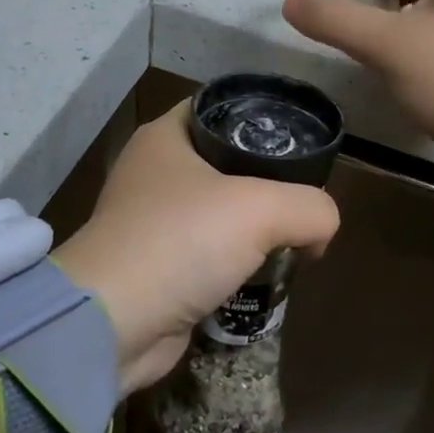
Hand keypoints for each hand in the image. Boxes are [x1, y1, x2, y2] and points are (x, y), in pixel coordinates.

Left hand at [52, 102, 339, 393]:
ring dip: (254, 226)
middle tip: (305, 194)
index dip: (264, 117)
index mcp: (166, 137)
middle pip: (227, 160)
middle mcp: (155, 171)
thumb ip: (311, 208)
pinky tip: (265, 273)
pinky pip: (209, 252)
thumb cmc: (181, 242)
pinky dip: (236, 261)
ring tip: (293, 237)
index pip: (222, 107)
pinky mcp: (157, 265)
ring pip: (220, 209)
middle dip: (268, 179)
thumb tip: (320, 232)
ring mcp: (153, 220)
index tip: (302, 139)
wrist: (113, 325)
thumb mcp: (262, 209)